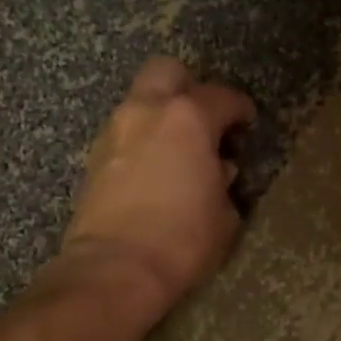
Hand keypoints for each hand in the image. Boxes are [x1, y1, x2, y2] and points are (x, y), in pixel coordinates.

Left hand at [61, 57, 255, 314]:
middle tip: (205, 120)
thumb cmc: (183, 241)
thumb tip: (217, 170)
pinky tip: (154, 172)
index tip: (247, 124)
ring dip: (161, 116)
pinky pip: (125, 133)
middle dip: (189, 88)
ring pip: (141, 102)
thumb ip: (224, 183)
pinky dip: (142, 142)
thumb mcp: (224, 216)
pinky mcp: (94, 158)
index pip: (222, 97)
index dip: (240, 109)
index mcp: (188, 119)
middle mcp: (147, 111)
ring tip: (178, 152)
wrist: (116, 268)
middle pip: (167, 71)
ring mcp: (114, 131)